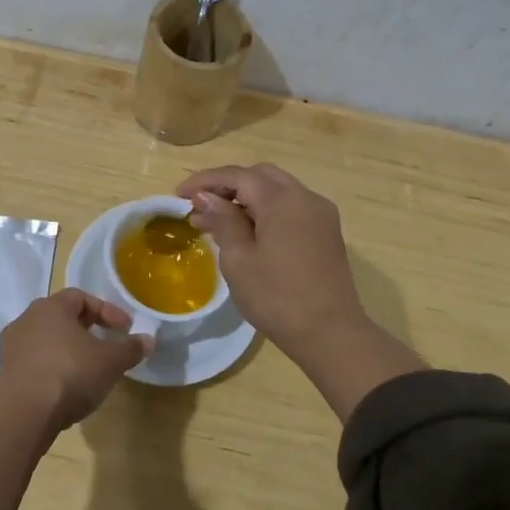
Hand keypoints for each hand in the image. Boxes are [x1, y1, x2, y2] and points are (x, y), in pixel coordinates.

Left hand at [0, 288, 152, 431]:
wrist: (24, 414)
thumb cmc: (70, 374)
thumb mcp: (110, 361)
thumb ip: (130, 348)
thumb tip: (148, 339)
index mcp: (50, 307)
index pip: (80, 297)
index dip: (106, 310)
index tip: (125, 328)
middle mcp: (26, 320)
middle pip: (61, 317)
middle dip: (86, 329)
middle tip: (106, 344)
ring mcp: (12, 347)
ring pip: (46, 340)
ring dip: (68, 350)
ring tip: (88, 368)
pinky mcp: (5, 373)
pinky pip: (35, 362)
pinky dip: (53, 368)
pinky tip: (67, 387)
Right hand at [176, 164, 368, 354]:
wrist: (331, 334)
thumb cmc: (277, 297)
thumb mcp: (239, 259)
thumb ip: (222, 220)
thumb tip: (206, 197)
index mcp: (282, 199)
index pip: (238, 175)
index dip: (206, 180)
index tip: (178, 194)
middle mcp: (305, 197)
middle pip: (260, 177)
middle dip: (227, 186)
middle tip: (200, 207)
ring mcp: (320, 214)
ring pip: (277, 191)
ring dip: (246, 200)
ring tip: (217, 223)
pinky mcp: (326, 232)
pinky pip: (291, 208)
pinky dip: (266, 211)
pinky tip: (247, 233)